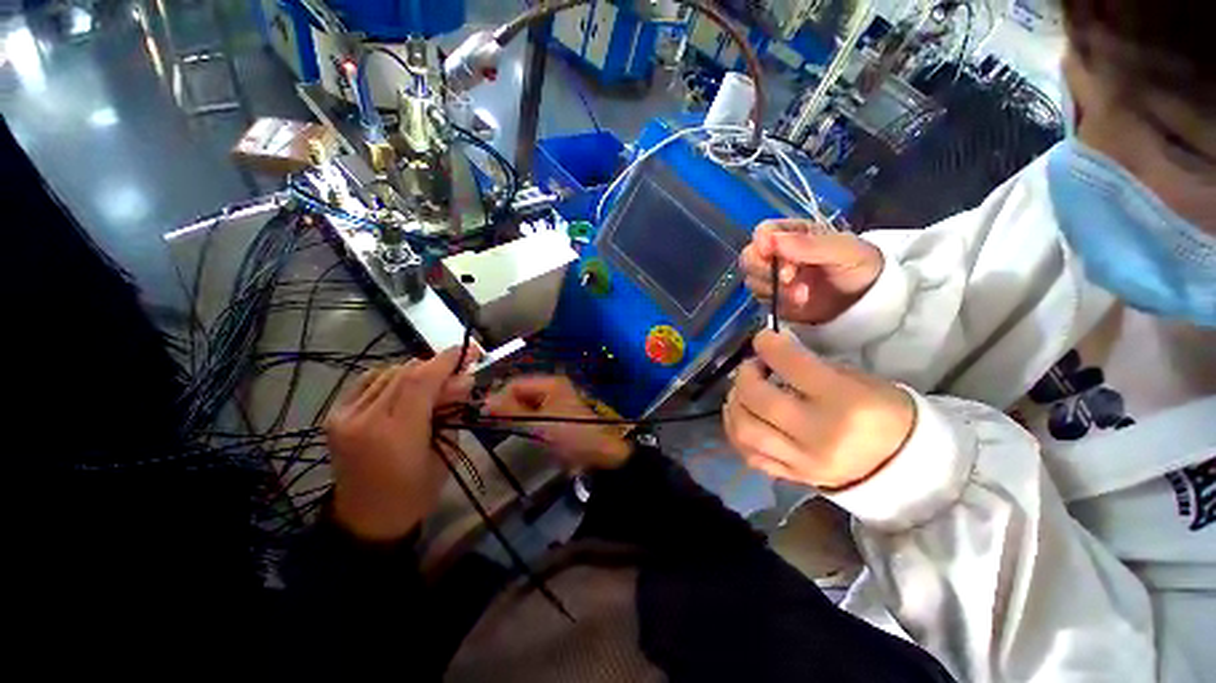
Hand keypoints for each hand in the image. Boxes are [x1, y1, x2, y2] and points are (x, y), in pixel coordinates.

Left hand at [325, 348, 474, 541]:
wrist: (366, 519)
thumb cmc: (415, 493)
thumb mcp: (446, 453)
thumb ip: (452, 411)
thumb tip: (464, 378)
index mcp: (395, 434)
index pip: (421, 381)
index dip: (448, 360)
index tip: (471, 352)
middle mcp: (364, 418)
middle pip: (405, 372)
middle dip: (437, 366)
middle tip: (458, 372)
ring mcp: (344, 415)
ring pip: (388, 372)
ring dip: (417, 372)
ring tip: (434, 384)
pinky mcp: (334, 414)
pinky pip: (369, 380)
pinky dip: (393, 377)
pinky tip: (406, 388)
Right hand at [483, 376, 632, 469]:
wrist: (600, 453)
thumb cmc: (569, 434)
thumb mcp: (538, 423)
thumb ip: (511, 411)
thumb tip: (484, 402)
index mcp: (550, 383)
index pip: (515, 383)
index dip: (498, 396)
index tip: (484, 414)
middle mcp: (553, 386)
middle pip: (521, 391)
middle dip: (506, 404)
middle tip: (492, 422)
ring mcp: (557, 399)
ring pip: (527, 401)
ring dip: (514, 412)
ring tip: (503, 427)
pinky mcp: (558, 413)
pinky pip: (535, 411)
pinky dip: (525, 418)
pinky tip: (520, 429)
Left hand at [724, 330, 914, 488]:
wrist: (903, 465)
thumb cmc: (882, 411)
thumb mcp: (856, 379)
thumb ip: (809, 364)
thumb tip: (771, 349)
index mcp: (845, 403)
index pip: (792, 366)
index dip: (769, 346)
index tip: (762, 338)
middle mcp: (820, 435)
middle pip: (759, 400)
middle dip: (745, 375)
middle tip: (752, 367)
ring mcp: (803, 462)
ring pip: (745, 430)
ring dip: (734, 403)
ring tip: (742, 391)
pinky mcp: (793, 478)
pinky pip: (749, 454)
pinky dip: (736, 430)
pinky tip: (742, 415)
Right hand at [740, 219, 883, 324]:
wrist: (866, 303)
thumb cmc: (859, 267)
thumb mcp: (844, 251)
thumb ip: (810, 245)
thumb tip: (773, 239)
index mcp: (793, 234)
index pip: (764, 232)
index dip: (761, 241)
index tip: (768, 252)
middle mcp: (777, 254)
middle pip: (749, 257)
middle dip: (765, 270)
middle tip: (789, 278)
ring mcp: (772, 278)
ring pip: (752, 280)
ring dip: (775, 289)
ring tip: (803, 295)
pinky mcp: (772, 298)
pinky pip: (760, 300)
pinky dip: (777, 303)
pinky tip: (798, 304)